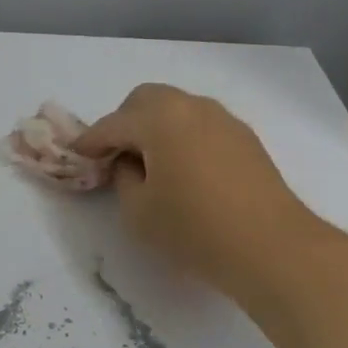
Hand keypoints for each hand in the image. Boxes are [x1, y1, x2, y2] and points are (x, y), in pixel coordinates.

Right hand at [76, 84, 320, 301]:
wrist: (272, 246)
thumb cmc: (195, 228)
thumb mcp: (139, 212)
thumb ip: (124, 179)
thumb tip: (131, 165)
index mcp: (159, 118)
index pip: (112, 124)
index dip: (90, 142)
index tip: (76, 155)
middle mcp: (191, 106)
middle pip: (146, 100)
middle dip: (124, 123)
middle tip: (115, 157)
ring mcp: (223, 119)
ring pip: (177, 109)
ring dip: (156, 128)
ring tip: (151, 165)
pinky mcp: (245, 138)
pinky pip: (201, 125)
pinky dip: (183, 137)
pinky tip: (185, 171)